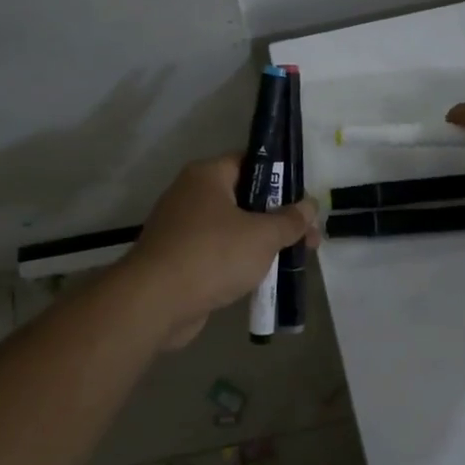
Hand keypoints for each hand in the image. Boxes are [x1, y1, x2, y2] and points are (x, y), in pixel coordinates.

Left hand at [122, 154, 318, 348]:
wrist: (155, 302)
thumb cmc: (213, 255)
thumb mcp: (263, 236)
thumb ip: (289, 220)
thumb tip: (309, 205)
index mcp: (207, 176)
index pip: (249, 162)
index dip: (279, 177)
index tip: (302, 199)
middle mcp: (190, 195)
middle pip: (243, 198)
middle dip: (276, 217)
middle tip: (307, 236)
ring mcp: (181, 229)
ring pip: (232, 228)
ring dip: (260, 243)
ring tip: (292, 260)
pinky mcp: (178, 259)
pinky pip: (217, 253)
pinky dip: (239, 262)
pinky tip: (263, 279)